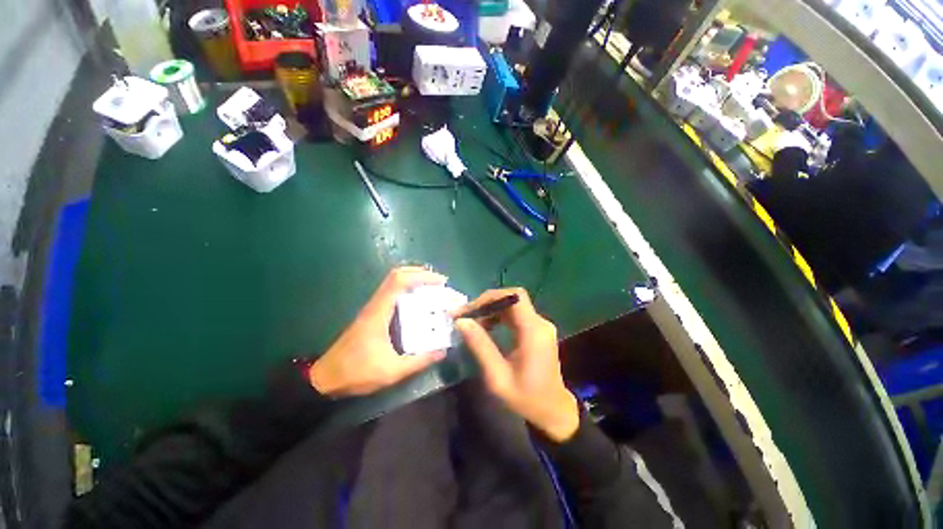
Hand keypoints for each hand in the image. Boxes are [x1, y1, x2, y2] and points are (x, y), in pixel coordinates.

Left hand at [309, 267, 447, 396]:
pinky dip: (407, 290)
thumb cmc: (357, 372)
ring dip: (413, 280)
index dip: (421, 276)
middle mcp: (376, 304)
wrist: (325, 378)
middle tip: (439, 282)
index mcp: (379, 311)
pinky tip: (418, 302)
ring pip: (393, 282)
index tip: (440, 282)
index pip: (399, 281)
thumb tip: (442, 352)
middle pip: (396, 275)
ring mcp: (373, 308)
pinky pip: (392, 293)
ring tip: (432, 288)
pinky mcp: (372, 314)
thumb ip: (419, 361)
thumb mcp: (392, 371)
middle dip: (419, 273)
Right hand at [454, 288, 579, 442]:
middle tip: (466, 315)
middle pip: (512, 298)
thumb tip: (461, 322)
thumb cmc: (525, 398)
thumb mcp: (497, 376)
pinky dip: (499, 316)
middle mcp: (540, 323)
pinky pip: (516, 314)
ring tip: (473, 322)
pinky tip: (487, 327)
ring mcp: (540, 326)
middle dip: (487, 303)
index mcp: (533, 331)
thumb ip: (480, 346)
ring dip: (491, 309)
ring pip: (513, 305)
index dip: (490, 297)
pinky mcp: (537, 330)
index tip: (469, 309)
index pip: (514, 297)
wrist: (553, 412)